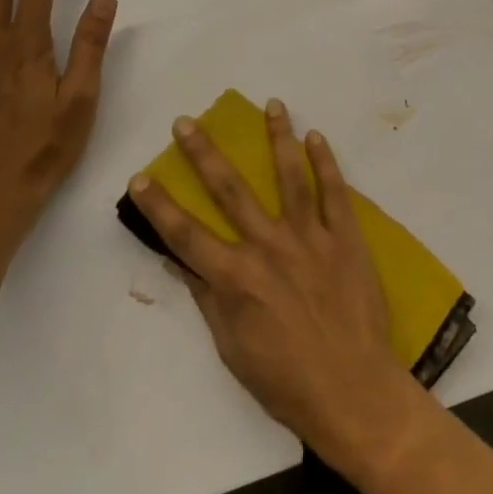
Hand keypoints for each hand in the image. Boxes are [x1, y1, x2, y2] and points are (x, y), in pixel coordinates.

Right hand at [128, 101, 420, 471]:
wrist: (351, 388)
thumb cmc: (285, 380)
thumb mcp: (232, 349)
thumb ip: (208, 299)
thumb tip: (178, 262)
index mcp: (235, 278)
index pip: (186, 234)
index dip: (159, 205)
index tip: (141, 175)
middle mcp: (268, 247)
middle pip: (231, 190)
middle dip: (205, 153)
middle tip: (187, 121)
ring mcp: (310, 236)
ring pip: (289, 176)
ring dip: (279, 137)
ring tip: (272, 104)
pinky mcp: (345, 236)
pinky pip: (334, 191)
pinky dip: (325, 161)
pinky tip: (316, 136)